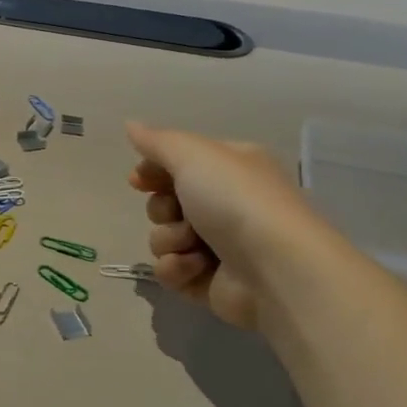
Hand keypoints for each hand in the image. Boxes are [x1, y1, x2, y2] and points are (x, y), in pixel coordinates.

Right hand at [125, 121, 330, 328]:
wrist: (275, 268)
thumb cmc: (236, 200)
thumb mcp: (194, 154)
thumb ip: (157, 141)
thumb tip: (131, 124)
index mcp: (231, 169)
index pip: (180, 164)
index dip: (154, 171)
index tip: (138, 180)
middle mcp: (227, 205)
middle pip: (166, 204)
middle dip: (162, 210)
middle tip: (177, 212)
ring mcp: (220, 246)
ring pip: (164, 238)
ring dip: (170, 240)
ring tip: (193, 245)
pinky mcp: (210, 282)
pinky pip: (171, 271)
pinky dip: (177, 268)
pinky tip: (196, 267)